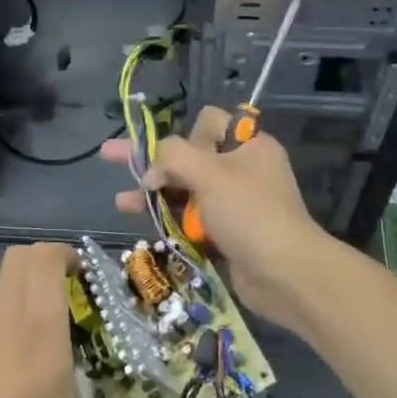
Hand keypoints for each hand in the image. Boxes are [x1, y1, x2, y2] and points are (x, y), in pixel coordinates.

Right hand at [100, 105, 334, 336]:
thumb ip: (174, 156)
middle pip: (190, 156)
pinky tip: (140, 220)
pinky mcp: (227, 232)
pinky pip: (191, 217)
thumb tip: (151, 170)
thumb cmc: (250, 213)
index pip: (209, 122)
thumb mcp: (210, 173)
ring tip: (121, 202)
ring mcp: (234, 203)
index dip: (185, 135)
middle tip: (111, 155)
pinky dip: (168, 217)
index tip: (171, 155)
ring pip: (186, 189)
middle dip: (152, 160)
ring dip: (154, 193)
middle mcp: (242, 168)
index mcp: (249, 145)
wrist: (285, 274)